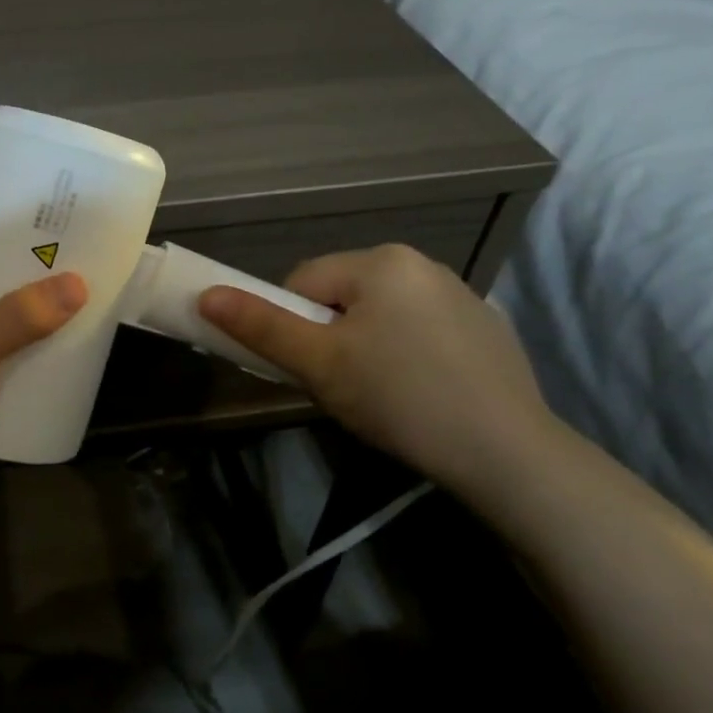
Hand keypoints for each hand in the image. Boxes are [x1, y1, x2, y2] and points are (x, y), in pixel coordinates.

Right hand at [198, 244, 553, 491]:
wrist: (506, 452)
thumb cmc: (398, 398)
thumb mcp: (319, 364)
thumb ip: (261, 327)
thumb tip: (206, 295)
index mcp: (380, 261)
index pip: (302, 282)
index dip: (292, 327)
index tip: (309, 370)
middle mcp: (422, 263)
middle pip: (342, 297)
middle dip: (330, 337)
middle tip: (343, 386)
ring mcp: (460, 294)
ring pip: (380, 315)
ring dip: (365, 346)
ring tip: (382, 395)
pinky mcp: (485, 327)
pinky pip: (420, 330)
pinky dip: (407, 355)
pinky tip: (422, 394)